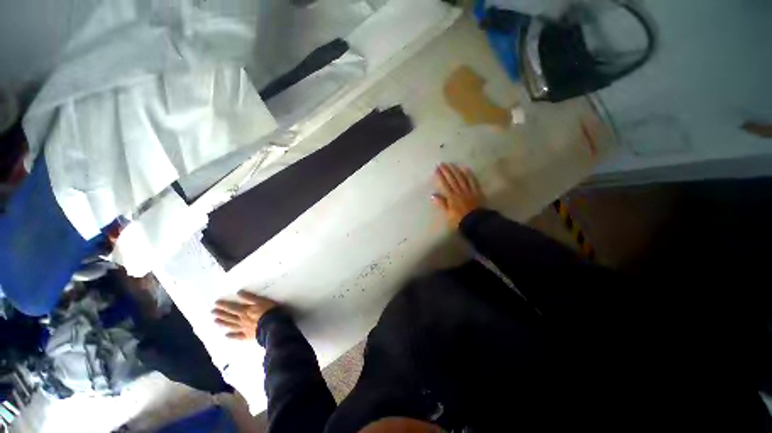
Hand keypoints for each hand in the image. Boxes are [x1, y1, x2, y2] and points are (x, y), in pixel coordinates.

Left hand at [212, 290, 278, 340]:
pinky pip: (238, 336)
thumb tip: (239, 292)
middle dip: (221, 313)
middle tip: (212, 312)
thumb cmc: (269, 311)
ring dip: (223, 323)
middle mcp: (242, 320)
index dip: (224, 305)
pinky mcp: (247, 336)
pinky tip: (226, 336)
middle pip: (230, 316)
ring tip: (215, 321)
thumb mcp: (261, 301)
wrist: (273, 326)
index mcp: (245, 310)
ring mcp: (244, 329)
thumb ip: (250, 297)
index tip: (216, 303)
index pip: (232, 307)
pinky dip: (231, 336)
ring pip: (232, 325)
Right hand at [431, 163, 483, 227]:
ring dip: (456, 170)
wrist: (476, 222)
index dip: (440, 176)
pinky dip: (469, 174)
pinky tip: (466, 169)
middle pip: (453, 179)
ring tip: (452, 164)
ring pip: (462, 178)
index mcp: (452, 197)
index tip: (437, 169)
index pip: (445, 184)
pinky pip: (473, 181)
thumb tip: (433, 195)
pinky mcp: (477, 191)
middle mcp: (460, 191)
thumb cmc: (460, 219)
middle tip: (443, 163)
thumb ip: (441, 203)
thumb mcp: (448, 214)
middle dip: (447, 170)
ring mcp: (469, 190)